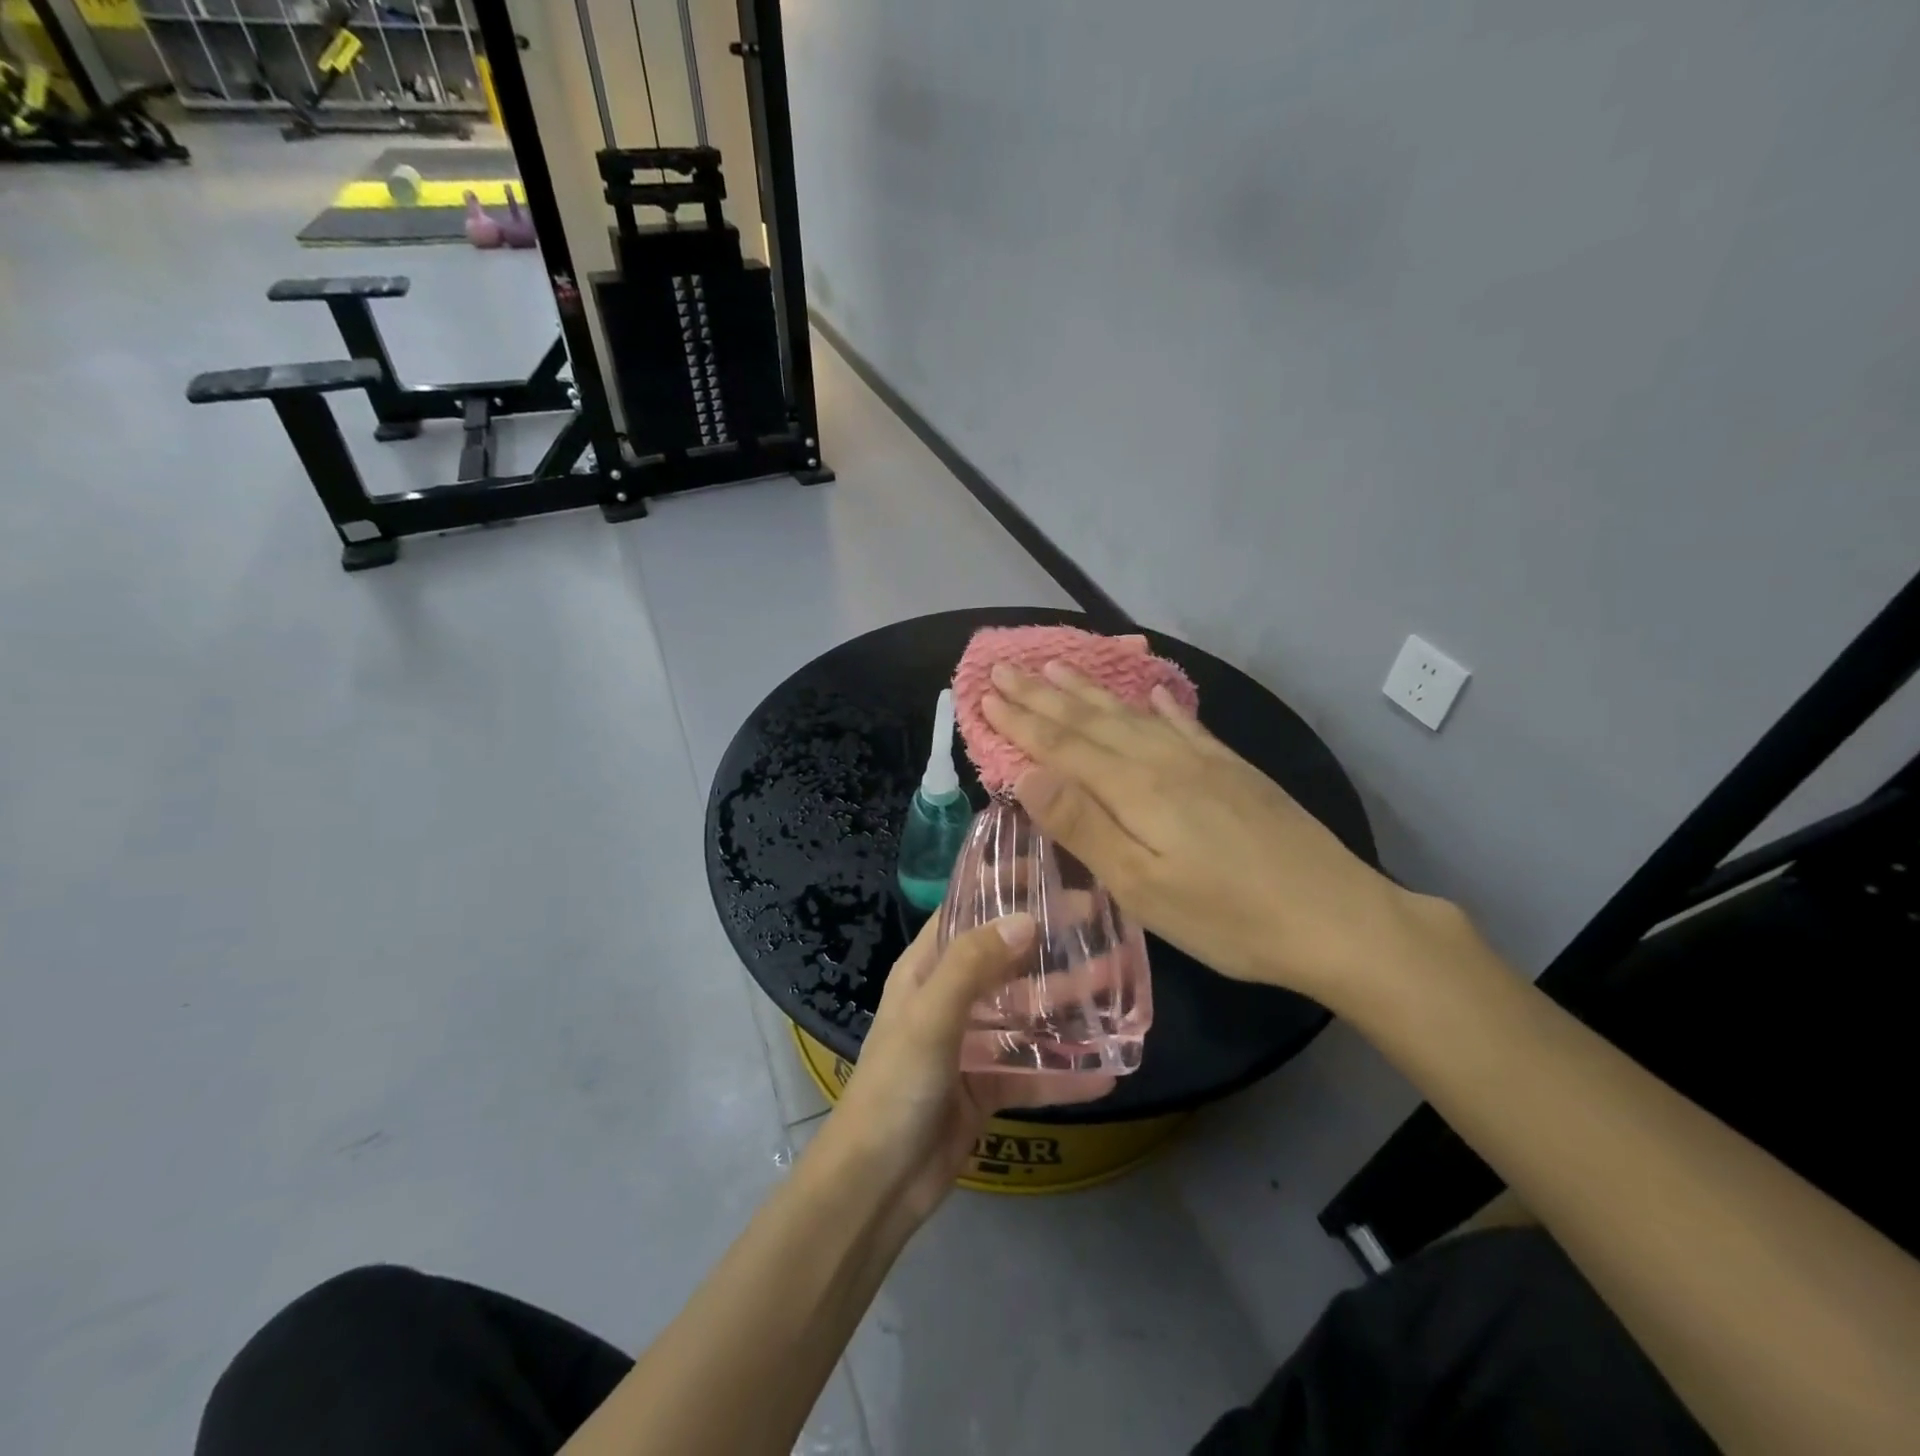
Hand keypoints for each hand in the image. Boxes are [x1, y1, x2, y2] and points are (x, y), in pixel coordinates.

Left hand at [826, 914, 1114, 1224]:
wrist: (877, 1185)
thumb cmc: (896, 1086)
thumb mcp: (930, 1017)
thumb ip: (974, 966)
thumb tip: (1026, 920)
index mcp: (926, 970)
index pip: (966, 911)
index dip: (1003, 886)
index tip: (1049, 869)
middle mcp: (950, 998)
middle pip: (1008, 958)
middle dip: (1050, 941)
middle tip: (1102, 921)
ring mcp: (971, 1043)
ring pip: (1028, 1012)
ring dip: (1069, 1001)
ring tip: (1119, 984)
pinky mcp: (988, 1086)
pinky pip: (1033, 1071)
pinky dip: (1066, 1071)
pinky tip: (1109, 1070)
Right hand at [981, 661, 1435, 1008]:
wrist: (1336, 917)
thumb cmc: (1228, 917)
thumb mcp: (1142, 886)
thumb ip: (1084, 825)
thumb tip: (1027, 774)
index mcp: (1135, 789)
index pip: (1062, 746)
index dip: (1020, 721)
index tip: (985, 695)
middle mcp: (1164, 760)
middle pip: (1091, 720)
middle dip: (1042, 695)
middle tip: (1004, 668)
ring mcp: (1203, 760)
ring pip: (1132, 713)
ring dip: (1089, 690)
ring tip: (1057, 666)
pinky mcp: (1234, 770)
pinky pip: (1185, 723)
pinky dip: (1161, 704)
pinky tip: (1154, 691)